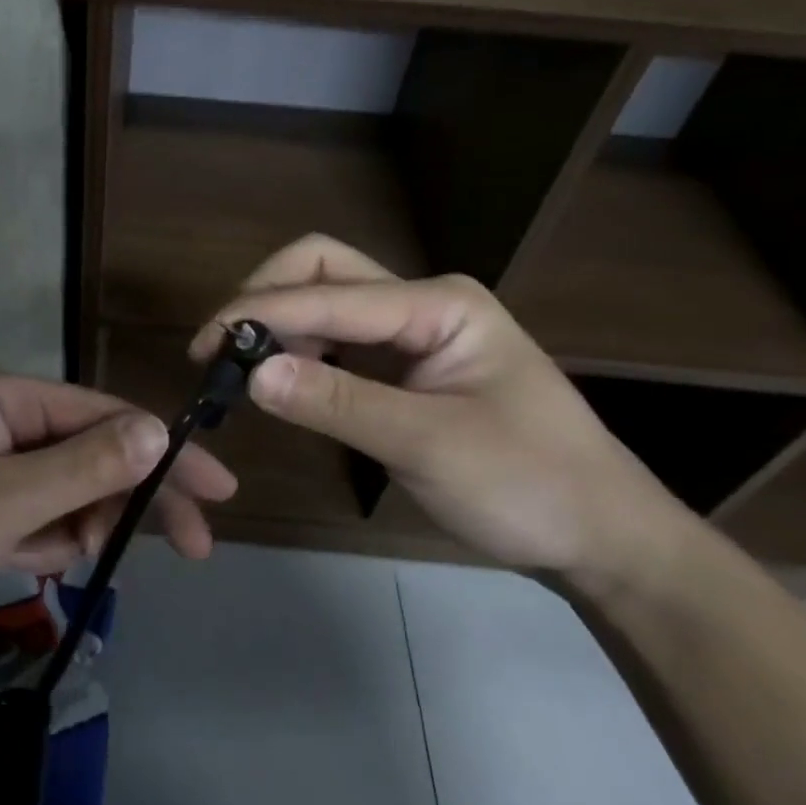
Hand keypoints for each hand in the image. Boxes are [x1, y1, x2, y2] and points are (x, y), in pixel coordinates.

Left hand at [0, 370, 236, 659]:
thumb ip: (81, 467)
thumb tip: (156, 431)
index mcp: (1, 399)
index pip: (104, 417)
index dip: (164, 453)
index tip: (217, 493)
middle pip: (90, 452)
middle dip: (134, 497)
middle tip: (194, 546)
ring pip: (63, 488)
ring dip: (85, 524)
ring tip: (82, 562)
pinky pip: (31, 515)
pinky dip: (48, 540)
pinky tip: (46, 565)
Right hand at [189, 235, 686, 579]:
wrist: (600, 534)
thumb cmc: (529, 485)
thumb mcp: (430, 445)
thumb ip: (338, 404)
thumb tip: (252, 373)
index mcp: (439, 303)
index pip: (329, 291)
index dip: (260, 313)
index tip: (205, 349)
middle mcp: (422, 302)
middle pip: (323, 269)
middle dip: (265, 297)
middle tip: (221, 349)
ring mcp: (414, 332)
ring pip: (326, 302)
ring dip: (277, 325)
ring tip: (236, 369)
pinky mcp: (405, 366)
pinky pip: (338, 342)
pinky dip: (299, 352)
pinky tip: (277, 381)